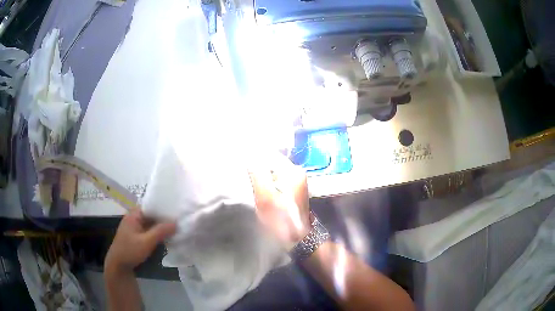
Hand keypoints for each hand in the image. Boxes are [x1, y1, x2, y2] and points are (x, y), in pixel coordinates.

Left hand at [105, 209, 176, 271]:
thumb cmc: (130, 251)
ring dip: (161, 226)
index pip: (151, 205)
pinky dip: (157, 232)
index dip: (163, 207)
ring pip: (151, 223)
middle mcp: (134, 217)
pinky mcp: (136, 235)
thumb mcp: (146, 242)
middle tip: (179, 220)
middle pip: (151, 214)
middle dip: (164, 218)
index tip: (177, 211)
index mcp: (134, 214)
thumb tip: (176, 222)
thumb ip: (160, 231)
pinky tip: (167, 236)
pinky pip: (149, 230)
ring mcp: (135, 226)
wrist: (118, 265)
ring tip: (176, 227)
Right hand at [249, 154, 310, 248]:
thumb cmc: (281, 219)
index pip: (269, 154)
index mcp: (292, 171)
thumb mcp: (266, 197)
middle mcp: (297, 172)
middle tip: (244, 175)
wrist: (297, 238)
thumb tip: (249, 156)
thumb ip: (257, 174)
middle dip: (257, 167)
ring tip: (249, 182)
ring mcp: (296, 181)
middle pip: (272, 162)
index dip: (254, 158)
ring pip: (273, 172)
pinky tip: (260, 190)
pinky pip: (277, 180)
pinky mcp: (293, 190)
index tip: (241, 163)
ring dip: (261, 176)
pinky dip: (267, 183)